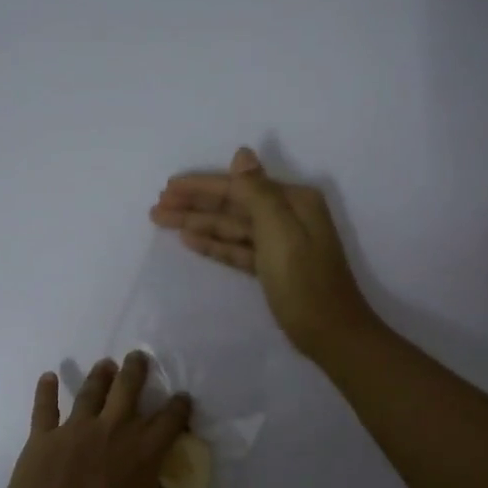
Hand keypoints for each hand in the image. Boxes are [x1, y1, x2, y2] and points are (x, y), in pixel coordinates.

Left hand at [0, 354, 218, 487]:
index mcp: (144, 453)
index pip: (170, 419)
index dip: (180, 406)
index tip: (183, 398)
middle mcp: (112, 431)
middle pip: (127, 389)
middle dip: (137, 371)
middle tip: (139, 357)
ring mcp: (73, 432)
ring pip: (89, 392)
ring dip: (100, 375)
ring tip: (106, 365)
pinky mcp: (40, 441)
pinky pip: (44, 407)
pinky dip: (46, 390)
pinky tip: (48, 377)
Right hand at [150, 146, 378, 361]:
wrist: (330, 333)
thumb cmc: (303, 281)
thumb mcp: (279, 231)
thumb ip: (257, 192)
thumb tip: (241, 153)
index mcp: (293, 201)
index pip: (238, 186)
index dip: (201, 187)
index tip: (167, 188)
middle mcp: (286, 216)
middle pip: (232, 205)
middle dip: (194, 204)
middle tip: (156, 206)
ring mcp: (279, 243)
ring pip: (231, 227)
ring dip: (198, 223)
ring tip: (163, 221)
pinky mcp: (272, 268)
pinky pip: (237, 248)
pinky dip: (214, 244)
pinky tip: (189, 240)